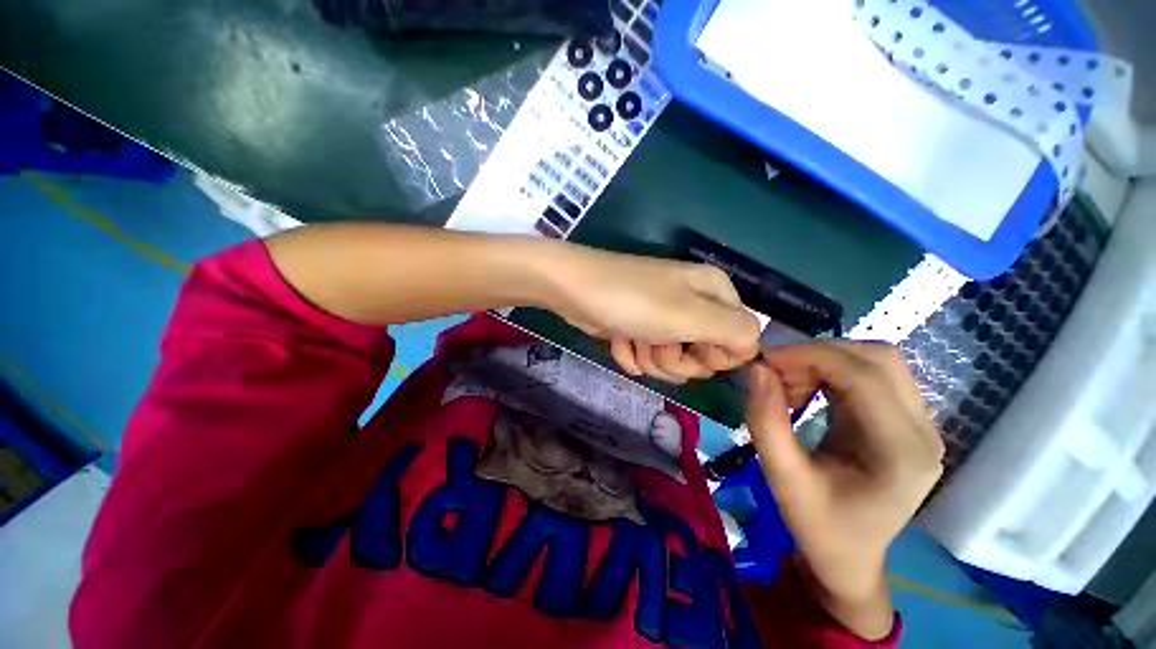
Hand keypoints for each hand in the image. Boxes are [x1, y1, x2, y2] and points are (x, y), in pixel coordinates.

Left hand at [545, 244, 760, 384]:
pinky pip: (646, 355)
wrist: (573, 290)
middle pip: (704, 354)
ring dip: (652, 358)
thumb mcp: (691, 316)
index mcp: (713, 293)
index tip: (693, 350)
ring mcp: (662, 316)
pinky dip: (631, 354)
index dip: (717, 356)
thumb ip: (735, 332)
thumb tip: (748, 349)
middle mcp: (691, 303)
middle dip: (677, 359)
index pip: (740, 342)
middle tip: (658, 344)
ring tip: (634, 340)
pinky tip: (618, 341)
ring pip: (672, 359)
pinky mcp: (637, 327)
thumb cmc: (633, 302)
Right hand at [745, 342, 943, 639]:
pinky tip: (808, 391)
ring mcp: (920, 424)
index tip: (765, 361)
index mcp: (902, 452)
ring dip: (824, 361)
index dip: (810, 356)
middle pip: (879, 359)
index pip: (864, 376)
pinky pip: (870, 375)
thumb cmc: (819, 526)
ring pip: (876, 361)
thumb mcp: (783, 478)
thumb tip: (757, 369)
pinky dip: (831, 372)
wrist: (850, 556)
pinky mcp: (905, 420)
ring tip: (789, 385)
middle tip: (775, 374)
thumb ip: (766, 422)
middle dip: (818, 355)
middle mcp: (923, 431)